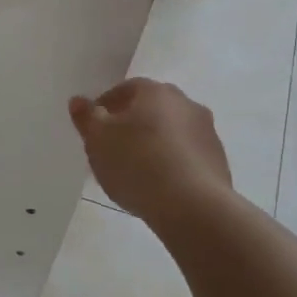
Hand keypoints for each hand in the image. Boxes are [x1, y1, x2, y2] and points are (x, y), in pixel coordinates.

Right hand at [69, 78, 231, 219]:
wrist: (193, 206)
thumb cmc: (137, 164)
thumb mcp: (98, 140)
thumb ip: (86, 118)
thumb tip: (78, 100)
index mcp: (155, 92)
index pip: (126, 89)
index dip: (106, 106)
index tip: (94, 128)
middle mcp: (185, 103)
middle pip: (151, 109)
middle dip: (132, 124)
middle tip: (113, 149)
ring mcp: (207, 132)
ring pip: (171, 132)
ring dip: (155, 143)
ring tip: (136, 171)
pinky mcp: (218, 160)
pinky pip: (187, 155)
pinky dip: (172, 163)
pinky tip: (159, 185)